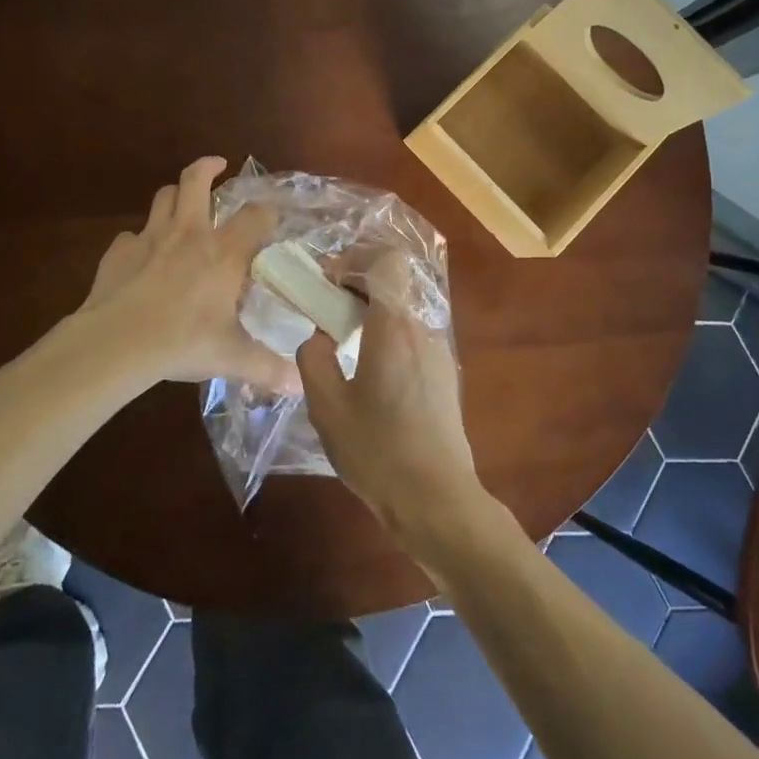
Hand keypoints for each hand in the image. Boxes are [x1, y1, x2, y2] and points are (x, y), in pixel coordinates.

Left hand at [71, 157, 294, 393]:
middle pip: (196, 181)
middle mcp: (189, 234)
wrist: (116, 343)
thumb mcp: (232, 357)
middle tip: (217, 166)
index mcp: (224, 252)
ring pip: (163, 197)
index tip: (271, 217)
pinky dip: (139, 240)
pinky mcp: (118, 253)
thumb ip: (268, 368)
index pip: (255, 215)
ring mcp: (150, 238)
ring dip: (175, 194)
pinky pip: (131, 236)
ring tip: (182, 201)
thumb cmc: (183, 341)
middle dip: (207, 167)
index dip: (267, 211)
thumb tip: (299, 386)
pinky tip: (141, 257)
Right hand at [295, 253, 492, 554]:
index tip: (328, 281)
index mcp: (393, 327)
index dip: (355, 259)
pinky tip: (369, 380)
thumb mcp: (327, 408)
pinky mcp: (444, 376)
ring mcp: (438, 353)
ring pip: (400, 316)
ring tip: (342, 352)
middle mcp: (422, 329)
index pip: (386, 262)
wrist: (437, 499)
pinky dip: (386, 342)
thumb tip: (319, 336)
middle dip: (355, 290)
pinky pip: (411, 341)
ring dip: (370, 319)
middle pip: (391, 287)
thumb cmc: (378, 452)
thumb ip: (313, 359)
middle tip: (324, 316)